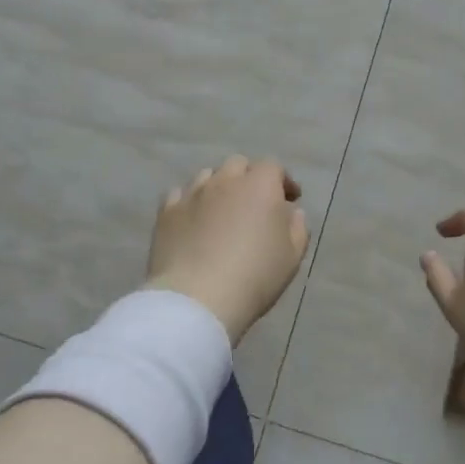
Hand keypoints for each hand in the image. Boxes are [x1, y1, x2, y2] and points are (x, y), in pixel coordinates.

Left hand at [146, 156, 308, 345]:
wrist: (198, 298)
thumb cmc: (255, 276)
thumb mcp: (292, 257)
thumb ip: (297, 228)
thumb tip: (291, 212)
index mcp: (260, 186)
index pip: (273, 167)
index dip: (282, 181)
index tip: (289, 200)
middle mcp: (225, 181)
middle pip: (238, 165)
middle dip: (249, 178)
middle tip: (254, 204)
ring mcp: (192, 194)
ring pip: (207, 176)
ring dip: (219, 187)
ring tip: (221, 211)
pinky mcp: (167, 212)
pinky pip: (180, 195)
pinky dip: (190, 202)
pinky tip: (193, 220)